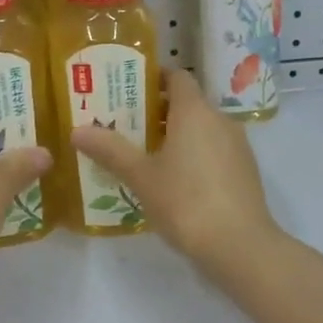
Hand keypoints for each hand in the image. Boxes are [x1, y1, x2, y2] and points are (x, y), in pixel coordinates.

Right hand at [71, 67, 276, 270]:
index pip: (177, 76)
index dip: (154, 78)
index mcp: (194, 111)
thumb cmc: (185, 202)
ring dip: (176, 134)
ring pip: (202, 128)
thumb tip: (77, 130)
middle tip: (125, 125)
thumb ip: (110, 150)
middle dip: (157, 110)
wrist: (240, 245)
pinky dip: (194, 153)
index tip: (128, 89)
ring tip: (145, 155)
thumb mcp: (141, 176)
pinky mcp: (245, 170)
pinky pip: (214, 149)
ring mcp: (237, 145)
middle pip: (187, 103)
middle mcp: (220, 119)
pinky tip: (175, 181)